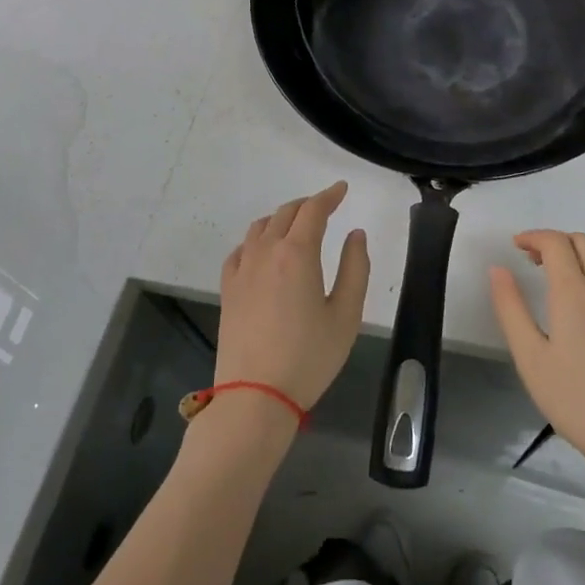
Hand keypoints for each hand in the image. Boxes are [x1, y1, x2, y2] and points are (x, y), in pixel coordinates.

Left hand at [216, 182, 368, 412]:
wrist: (255, 396)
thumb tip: (355, 235)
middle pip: (285, 213)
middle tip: (325, 206)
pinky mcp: (228, 289)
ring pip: (260, 227)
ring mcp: (242, 270)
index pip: (314, 210)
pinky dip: (256, 240)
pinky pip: (240, 250)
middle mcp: (266, 252)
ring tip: (296, 224)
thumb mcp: (346, 315)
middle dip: (307, 204)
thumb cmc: (309, 357)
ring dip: (281, 218)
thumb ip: (355, 268)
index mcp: (298, 253)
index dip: (330, 195)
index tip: (342, 189)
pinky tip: (262, 251)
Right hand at [490, 231, 584, 467]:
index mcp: (574, 291)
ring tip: (562, 271)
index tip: (515, 247)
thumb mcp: (530, 357)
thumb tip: (498, 269)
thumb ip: (511, 308)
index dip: (533, 237)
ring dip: (581, 249)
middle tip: (532, 261)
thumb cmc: (573, 397)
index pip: (555, 242)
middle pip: (581, 241)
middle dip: (554, 241)